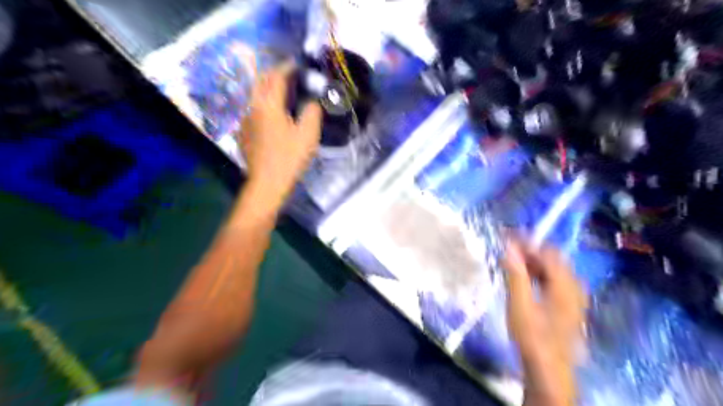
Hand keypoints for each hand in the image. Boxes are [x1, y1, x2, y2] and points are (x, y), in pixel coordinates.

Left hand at [239, 64, 321, 209]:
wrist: (266, 183)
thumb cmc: (289, 158)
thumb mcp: (308, 136)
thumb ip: (312, 113)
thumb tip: (312, 102)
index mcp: (268, 104)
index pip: (276, 77)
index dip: (287, 68)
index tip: (297, 65)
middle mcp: (252, 106)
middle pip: (260, 81)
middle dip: (274, 73)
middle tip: (288, 74)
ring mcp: (244, 119)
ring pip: (254, 94)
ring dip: (266, 86)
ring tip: (280, 90)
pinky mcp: (242, 131)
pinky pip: (251, 108)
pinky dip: (261, 102)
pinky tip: (270, 111)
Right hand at [504, 238, 585, 405]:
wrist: (549, 368)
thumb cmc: (533, 336)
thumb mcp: (519, 303)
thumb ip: (515, 274)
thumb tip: (509, 247)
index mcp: (565, 284)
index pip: (547, 252)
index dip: (527, 241)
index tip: (507, 235)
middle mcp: (574, 286)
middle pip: (552, 258)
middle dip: (529, 249)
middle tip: (507, 247)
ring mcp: (574, 296)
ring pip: (553, 269)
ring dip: (532, 261)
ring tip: (511, 260)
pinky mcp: (568, 305)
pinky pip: (554, 280)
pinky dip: (538, 273)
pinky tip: (524, 277)